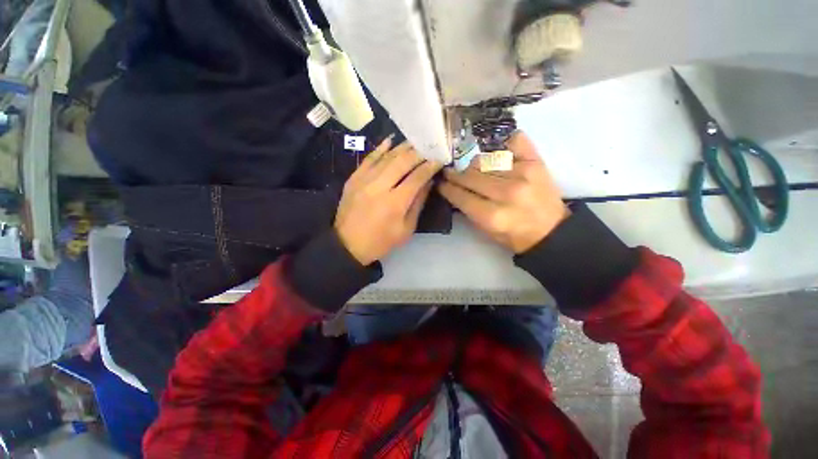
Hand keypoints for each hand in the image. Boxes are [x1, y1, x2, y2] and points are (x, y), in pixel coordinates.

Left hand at [335, 137, 441, 264]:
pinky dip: (380, 149)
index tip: (439, 159)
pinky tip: (390, 140)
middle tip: (429, 147)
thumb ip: (418, 204)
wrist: (347, 245)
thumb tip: (428, 183)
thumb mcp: (406, 230)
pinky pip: (368, 159)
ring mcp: (364, 180)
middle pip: (402, 162)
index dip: (430, 167)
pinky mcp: (353, 178)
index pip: (417, 177)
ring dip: (402, 148)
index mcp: (395, 203)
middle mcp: (380, 187)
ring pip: (386, 157)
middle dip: (418, 152)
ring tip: (415, 141)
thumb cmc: (381, 241)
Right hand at [439, 131, 569, 253]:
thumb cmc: (514, 235)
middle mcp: (507, 193)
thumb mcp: (486, 231)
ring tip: (475, 171)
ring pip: (484, 160)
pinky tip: (499, 153)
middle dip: (456, 175)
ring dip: (475, 165)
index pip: (461, 196)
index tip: (441, 183)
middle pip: (470, 176)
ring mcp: (523, 174)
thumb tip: (454, 189)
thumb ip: (468, 210)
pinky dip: (504, 144)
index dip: (447, 188)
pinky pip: (514, 141)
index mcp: (493, 216)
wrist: (550, 231)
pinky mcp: (536, 163)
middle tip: (451, 174)